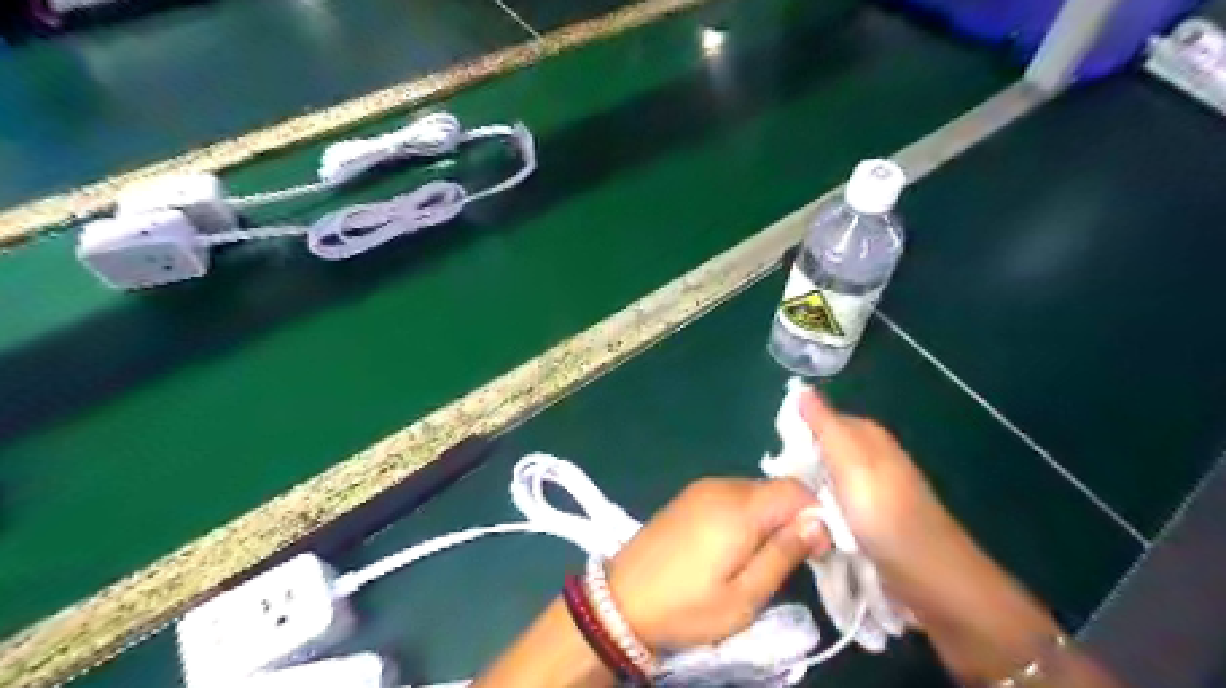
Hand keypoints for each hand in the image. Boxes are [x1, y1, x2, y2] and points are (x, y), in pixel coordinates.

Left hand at [604, 479, 826, 649]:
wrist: (620, 599)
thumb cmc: (686, 607)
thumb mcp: (744, 597)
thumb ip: (783, 554)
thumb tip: (819, 523)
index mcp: (739, 507)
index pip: (796, 489)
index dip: (816, 514)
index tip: (816, 550)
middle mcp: (722, 486)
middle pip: (775, 489)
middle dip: (792, 517)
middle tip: (788, 560)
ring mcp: (701, 488)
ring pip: (754, 492)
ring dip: (768, 517)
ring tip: (760, 557)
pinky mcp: (688, 496)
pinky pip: (731, 496)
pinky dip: (746, 514)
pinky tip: (734, 545)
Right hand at [801, 394, 1000, 634]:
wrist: (931, 579)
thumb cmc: (884, 514)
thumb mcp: (849, 462)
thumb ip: (825, 425)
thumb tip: (801, 388)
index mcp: (867, 436)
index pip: (818, 420)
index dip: (795, 435)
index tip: (776, 457)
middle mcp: (870, 457)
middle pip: (820, 452)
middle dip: (799, 467)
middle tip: (783, 488)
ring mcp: (871, 491)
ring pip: (825, 481)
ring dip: (808, 494)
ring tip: (794, 510)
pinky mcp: (871, 520)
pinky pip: (834, 506)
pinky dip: (822, 513)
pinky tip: (814, 525)